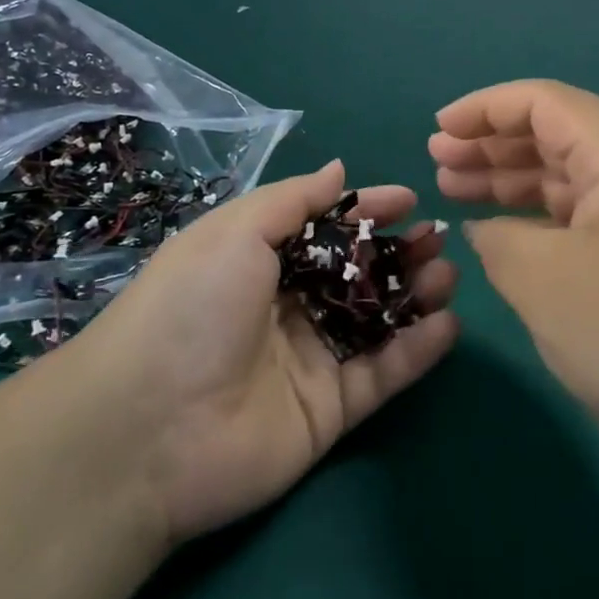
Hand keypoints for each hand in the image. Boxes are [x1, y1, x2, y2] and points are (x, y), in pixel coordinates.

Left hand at [69, 160, 458, 543]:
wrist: (148, 429)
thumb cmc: (192, 307)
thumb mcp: (235, 232)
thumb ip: (293, 200)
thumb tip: (338, 169)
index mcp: (259, 262)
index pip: (326, 229)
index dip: (366, 211)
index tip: (409, 199)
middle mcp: (287, 307)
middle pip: (357, 274)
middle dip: (400, 252)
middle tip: (439, 239)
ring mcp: (310, 360)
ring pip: (377, 321)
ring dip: (416, 296)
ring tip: (450, 275)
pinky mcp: (330, 411)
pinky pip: (382, 374)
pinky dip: (417, 351)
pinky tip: (449, 325)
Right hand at [429, 80, 598, 454]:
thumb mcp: (543, 280)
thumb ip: (498, 239)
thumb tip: (485, 229)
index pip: (545, 103)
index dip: (485, 108)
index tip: (440, 129)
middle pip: (555, 134)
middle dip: (491, 143)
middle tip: (437, 160)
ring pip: (566, 175)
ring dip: (509, 179)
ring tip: (453, 188)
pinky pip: (581, 214)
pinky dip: (536, 216)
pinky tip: (499, 231)